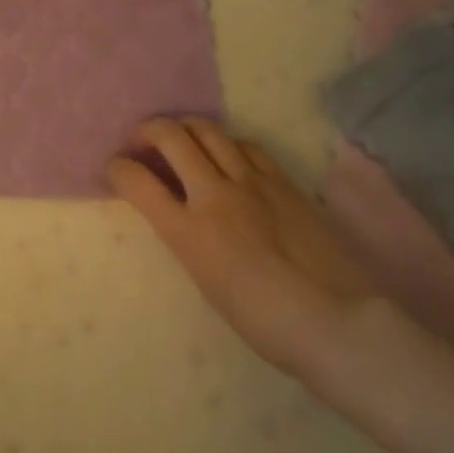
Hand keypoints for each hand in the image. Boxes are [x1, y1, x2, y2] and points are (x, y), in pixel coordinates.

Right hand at [109, 118, 378, 387]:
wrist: (338, 324)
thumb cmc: (266, 324)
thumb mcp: (207, 283)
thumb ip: (187, 239)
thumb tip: (179, 214)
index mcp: (189, 232)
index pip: (137, 181)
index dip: (118, 168)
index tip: (115, 168)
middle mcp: (214, 194)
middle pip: (170, 135)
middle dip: (147, 131)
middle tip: (142, 142)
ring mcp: (251, 181)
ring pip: (208, 129)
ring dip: (186, 128)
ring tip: (183, 140)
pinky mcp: (282, 179)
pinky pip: (246, 145)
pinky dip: (226, 144)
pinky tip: (228, 155)